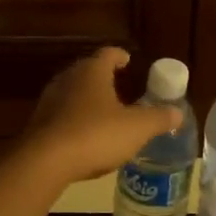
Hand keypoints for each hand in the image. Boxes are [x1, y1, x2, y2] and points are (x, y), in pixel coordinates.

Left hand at [18, 46, 181, 185]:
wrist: (45, 161)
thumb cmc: (96, 135)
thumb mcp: (137, 128)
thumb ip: (158, 118)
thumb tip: (177, 112)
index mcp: (92, 72)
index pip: (107, 54)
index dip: (119, 56)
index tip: (127, 60)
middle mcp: (68, 80)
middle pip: (87, 72)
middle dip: (102, 78)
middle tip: (118, 86)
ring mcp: (49, 101)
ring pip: (72, 94)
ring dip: (87, 100)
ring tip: (103, 113)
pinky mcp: (39, 124)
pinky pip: (61, 116)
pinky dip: (75, 121)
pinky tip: (84, 137)